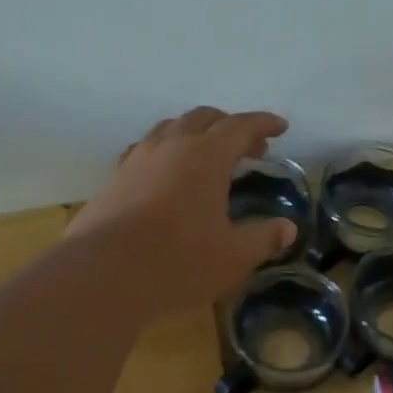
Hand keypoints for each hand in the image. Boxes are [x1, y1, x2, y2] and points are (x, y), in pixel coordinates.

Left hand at [67, 107, 297, 313]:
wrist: (104, 274)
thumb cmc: (179, 262)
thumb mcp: (233, 257)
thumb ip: (263, 239)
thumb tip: (287, 229)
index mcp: (206, 156)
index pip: (240, 126)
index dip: (263, 124)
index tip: (280, 127)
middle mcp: (171, 146)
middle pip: (204, 119)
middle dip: (230, 127)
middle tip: (249, 148)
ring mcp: (137, 159)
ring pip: (170, 129)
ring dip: (195, 134)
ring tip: (207, 156)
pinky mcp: (114, 179)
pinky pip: (146, 151)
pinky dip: (166, 152)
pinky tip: (166, 175)